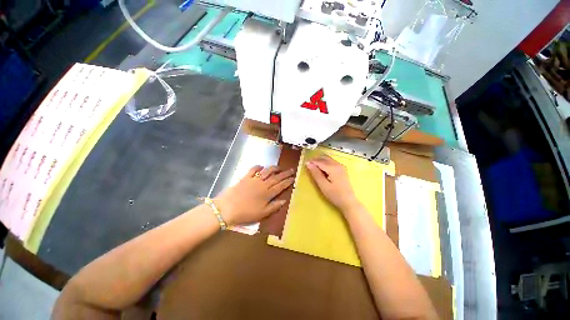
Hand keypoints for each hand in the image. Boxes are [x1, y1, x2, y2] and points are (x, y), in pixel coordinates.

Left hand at [215, 165, 294, 224]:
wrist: (227, 208)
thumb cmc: (245, 213)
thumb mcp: (262, 214)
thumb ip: (274, 206)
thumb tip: (284, 200)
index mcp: (267, 194)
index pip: (281, 186)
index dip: (288, 181)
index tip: (293, 178)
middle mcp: (263, 184)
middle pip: (276, 177)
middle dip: (285, 173)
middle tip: (291, 169)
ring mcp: (254, 180)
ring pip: (267, 171)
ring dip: (274, 168)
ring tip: (279, 167)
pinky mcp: (245, 178)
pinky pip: (253, 169)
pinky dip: (258, 167)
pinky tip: (261, 166)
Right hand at [306, 155, 360, 212]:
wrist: (349, 201)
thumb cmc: (335, 195)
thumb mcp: (323, 185)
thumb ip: (316, 173)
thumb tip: (309, 164)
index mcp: (333, 168)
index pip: (320, 161)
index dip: (312, 161)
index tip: (305, 163)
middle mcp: (337, 164)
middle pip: (324, 158)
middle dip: (316, 159)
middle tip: (308, 164)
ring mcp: (341, 166)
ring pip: (328, 159)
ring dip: (320, 160)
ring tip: (313, 165)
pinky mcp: (342, 169)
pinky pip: (331, 162)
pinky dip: (325, 162)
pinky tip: (321, 168)